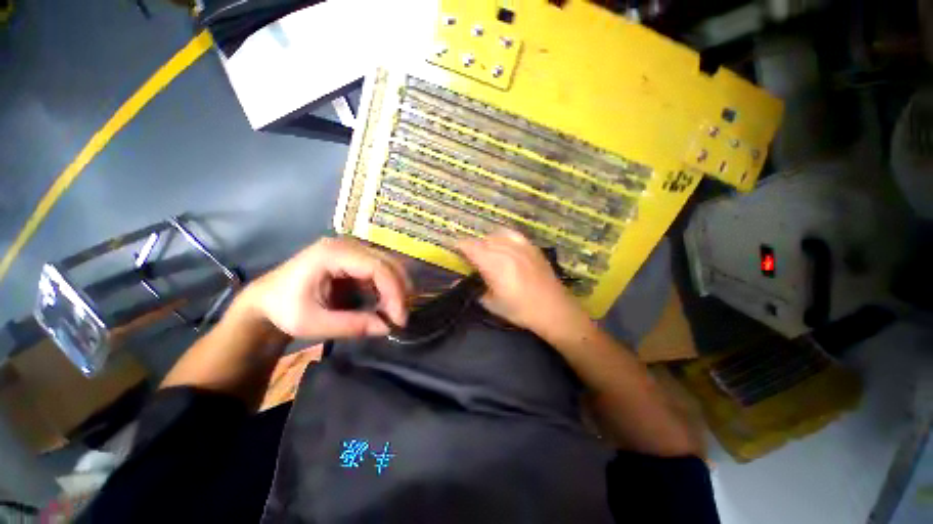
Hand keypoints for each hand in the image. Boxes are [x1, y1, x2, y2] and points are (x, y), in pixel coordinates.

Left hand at [240, 237, 410, 339]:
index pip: (377, 267)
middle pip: (388, 263)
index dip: (394, 292)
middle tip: (401, 318)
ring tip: (394, 313)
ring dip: (397, 289)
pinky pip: (381, 271)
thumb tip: (387, 328)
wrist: (267, 301)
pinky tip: (385, 304)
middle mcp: (347, 245)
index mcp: (333, 253)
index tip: (399, 319)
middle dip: (400, 290)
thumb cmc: (284, 310)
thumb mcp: (313, 323)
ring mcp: (353, 250)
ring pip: (389, 265)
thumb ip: (351, 325)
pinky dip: (388, 288)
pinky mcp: (356, 259)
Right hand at [457, 229, 591, 341]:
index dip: (460, 246)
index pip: (470, 246)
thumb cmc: (520, 309)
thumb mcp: (492, 304)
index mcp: (493, 264)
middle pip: (482, 240)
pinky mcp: (531, 247)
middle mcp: (505, 250)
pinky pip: (512, 235)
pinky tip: (504, 246)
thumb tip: (456, 283)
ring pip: (496, 235)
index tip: (456, 251)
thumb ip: (474, 290)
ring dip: (487, 242)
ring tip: (487, 252)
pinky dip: (503, 237)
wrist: (553, 309)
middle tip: (471, 258)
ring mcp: (520, 246)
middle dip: (473, 247)